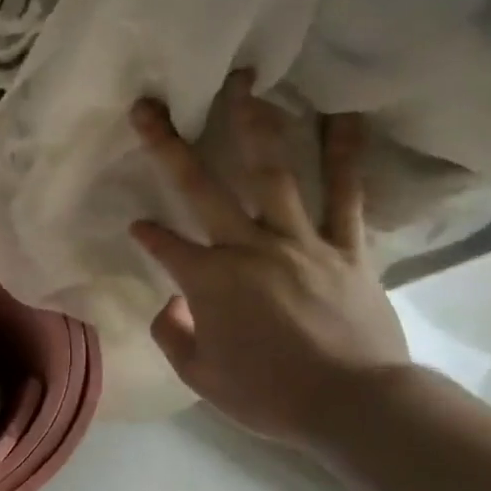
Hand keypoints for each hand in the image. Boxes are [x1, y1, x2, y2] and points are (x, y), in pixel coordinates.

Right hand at [127, 72, 409, 450]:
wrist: (354, 405)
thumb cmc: (269, 394)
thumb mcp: (201, 377)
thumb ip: (174, 334)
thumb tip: (172, 304)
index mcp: (210, 280)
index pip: (164, 244)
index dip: (146, 232)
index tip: (136, 223)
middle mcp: (249, 247)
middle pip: (203, 188)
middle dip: (170, 146)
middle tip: (150, 107)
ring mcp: (300, 241)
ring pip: (273, 174)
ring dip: (256, 127)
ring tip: (247, 86)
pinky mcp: (346, 247)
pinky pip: (346, 194)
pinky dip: (345, 155)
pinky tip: (344, 116)